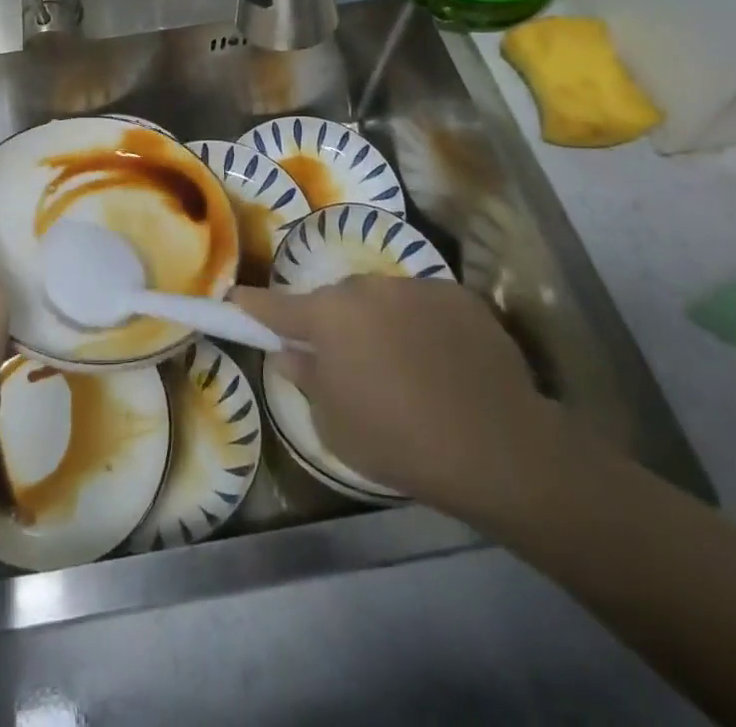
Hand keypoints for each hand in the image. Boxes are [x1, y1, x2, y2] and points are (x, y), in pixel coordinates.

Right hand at [234, 276, 561, 522]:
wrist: (500, 448)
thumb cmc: (400, 441)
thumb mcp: (334, 425)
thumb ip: (304, 379)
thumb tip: (290, 352)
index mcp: (327, 316)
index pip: (273, 304)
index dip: (251, 305)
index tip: (236, 301)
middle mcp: (364, 287)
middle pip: (335, 301)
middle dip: (334, 325)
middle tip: (351, 365)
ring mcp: (414, 287)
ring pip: (381, 301)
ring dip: (381, 324)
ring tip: (408, 369)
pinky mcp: (457, 296)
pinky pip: (424, 306)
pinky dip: (423, 327)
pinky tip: (444, 365)